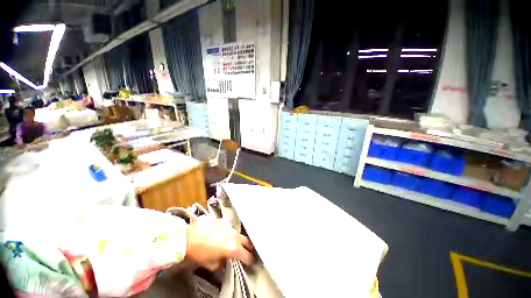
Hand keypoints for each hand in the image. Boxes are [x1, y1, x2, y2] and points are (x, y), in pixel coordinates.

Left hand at [186, 216, 253, 270]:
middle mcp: (234, 236)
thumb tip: (225, 258)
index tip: (251, 261)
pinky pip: (230, 227)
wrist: (188, 236)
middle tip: (248, 251)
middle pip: (246, 241)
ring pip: (238, 233)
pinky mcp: (223, 221)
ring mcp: (229, 226)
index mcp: (232, 248)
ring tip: (235, 243)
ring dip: (239, 239)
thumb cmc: (199, 253)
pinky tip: (225, 235)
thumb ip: (223, 262)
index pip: (246, 255)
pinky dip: (230, 232)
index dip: (249, 259)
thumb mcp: (211, 265)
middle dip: (249, 247)